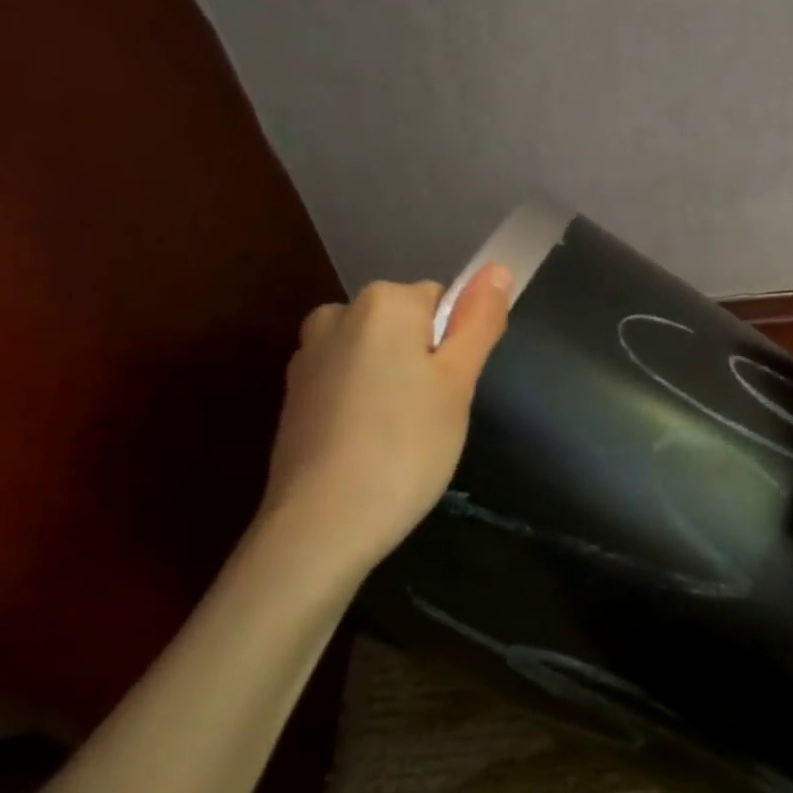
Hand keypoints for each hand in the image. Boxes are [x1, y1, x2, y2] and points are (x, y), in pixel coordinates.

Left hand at [258, 265, 511, 578]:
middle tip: (432, 417)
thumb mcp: (458, 383)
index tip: (452, 392)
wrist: (322, 523)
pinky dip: (363, 406)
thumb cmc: (407, 446)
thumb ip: (479, 322)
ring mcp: (308, 356)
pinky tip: (369, 448)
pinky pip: (347, 383)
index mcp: (382, 303)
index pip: (441, 302)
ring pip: (375, 355)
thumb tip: (498, 269)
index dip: (455, 347)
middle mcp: (337, 314)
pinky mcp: (294, 396)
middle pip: (404, 326)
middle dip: (423, 363)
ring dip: (394, 383)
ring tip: (401, 437)